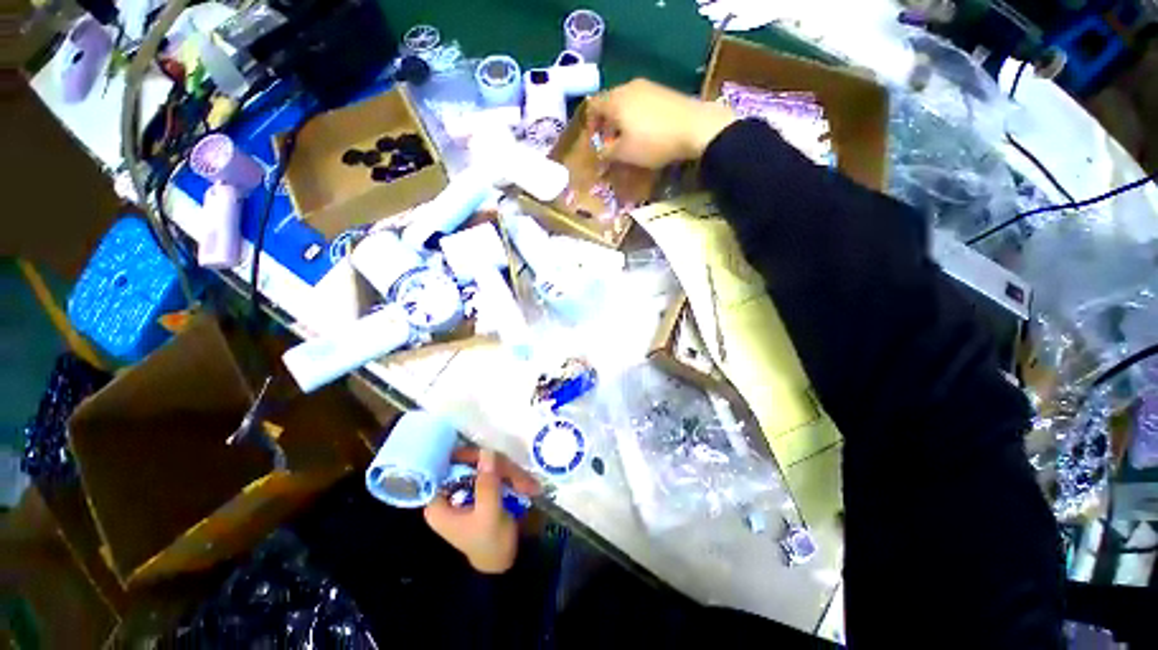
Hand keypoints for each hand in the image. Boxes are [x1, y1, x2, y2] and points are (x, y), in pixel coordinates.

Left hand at [423, 447, 541, 573]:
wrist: (504, 562)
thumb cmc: (490, 544)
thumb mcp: (489, 514)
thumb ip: (487, 484)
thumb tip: (486, 451)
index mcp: (439, 502)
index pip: (445, 467)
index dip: (464, 456)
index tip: (486, 453)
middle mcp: (450, 491)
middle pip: (472, 464)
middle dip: (499, 469)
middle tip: (520, 479)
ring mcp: (468, 488)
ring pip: (488, 466)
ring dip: (510, 474)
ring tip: (529, 487)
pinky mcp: (482, 487)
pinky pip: (496, 472)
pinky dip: (511, 477)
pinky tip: (527, 487)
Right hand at [587, 78, 736, 168]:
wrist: (695, 127)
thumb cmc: (653, 142)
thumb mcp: (625, 153)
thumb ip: (606, 152)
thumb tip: (600, 152)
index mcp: (615, 99)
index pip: (592, 106)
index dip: (590, 125)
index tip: (595, 143)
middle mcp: (628, 87)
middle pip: (609, 103)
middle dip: (606, 124)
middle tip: (610, 144)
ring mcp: (648, 86)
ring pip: (626, 102)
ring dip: (622, 121)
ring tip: (628, 140)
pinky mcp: (664, 91)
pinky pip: (641, 103)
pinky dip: (636, 117)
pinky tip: (645, 132)